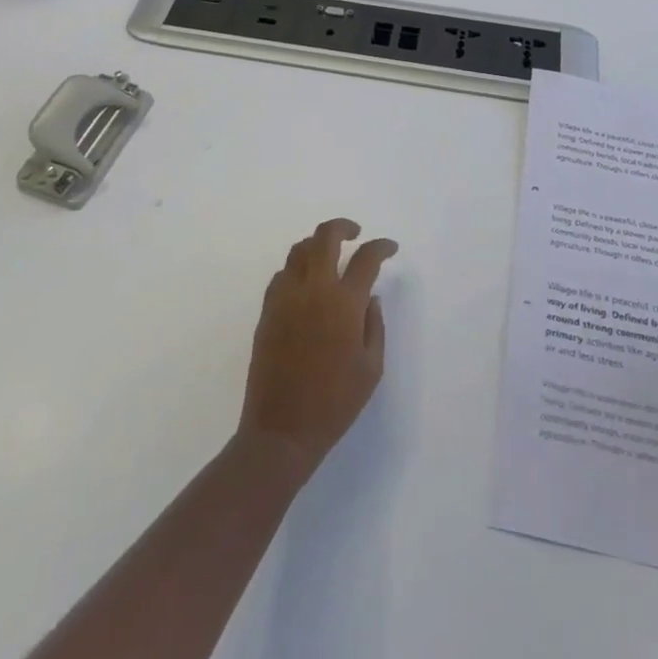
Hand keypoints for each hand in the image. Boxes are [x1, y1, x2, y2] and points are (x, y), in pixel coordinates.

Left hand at [239, 219, 396, 477]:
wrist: (281, 431)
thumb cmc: (335, 403)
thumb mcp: (372, 368)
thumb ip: (374, 325)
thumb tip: (369, 298)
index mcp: (344, 303)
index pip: (366, 258)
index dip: (381, 247)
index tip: (390, 247)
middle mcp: (314, 289)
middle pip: (325, 237)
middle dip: (343, 227)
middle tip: (356, 233)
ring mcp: (286, 297)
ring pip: (299, 250)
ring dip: (317, 244)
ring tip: (329, 254)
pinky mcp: (267, 311)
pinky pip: (282, 275)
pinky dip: (297, 269)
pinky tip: (306, 284)